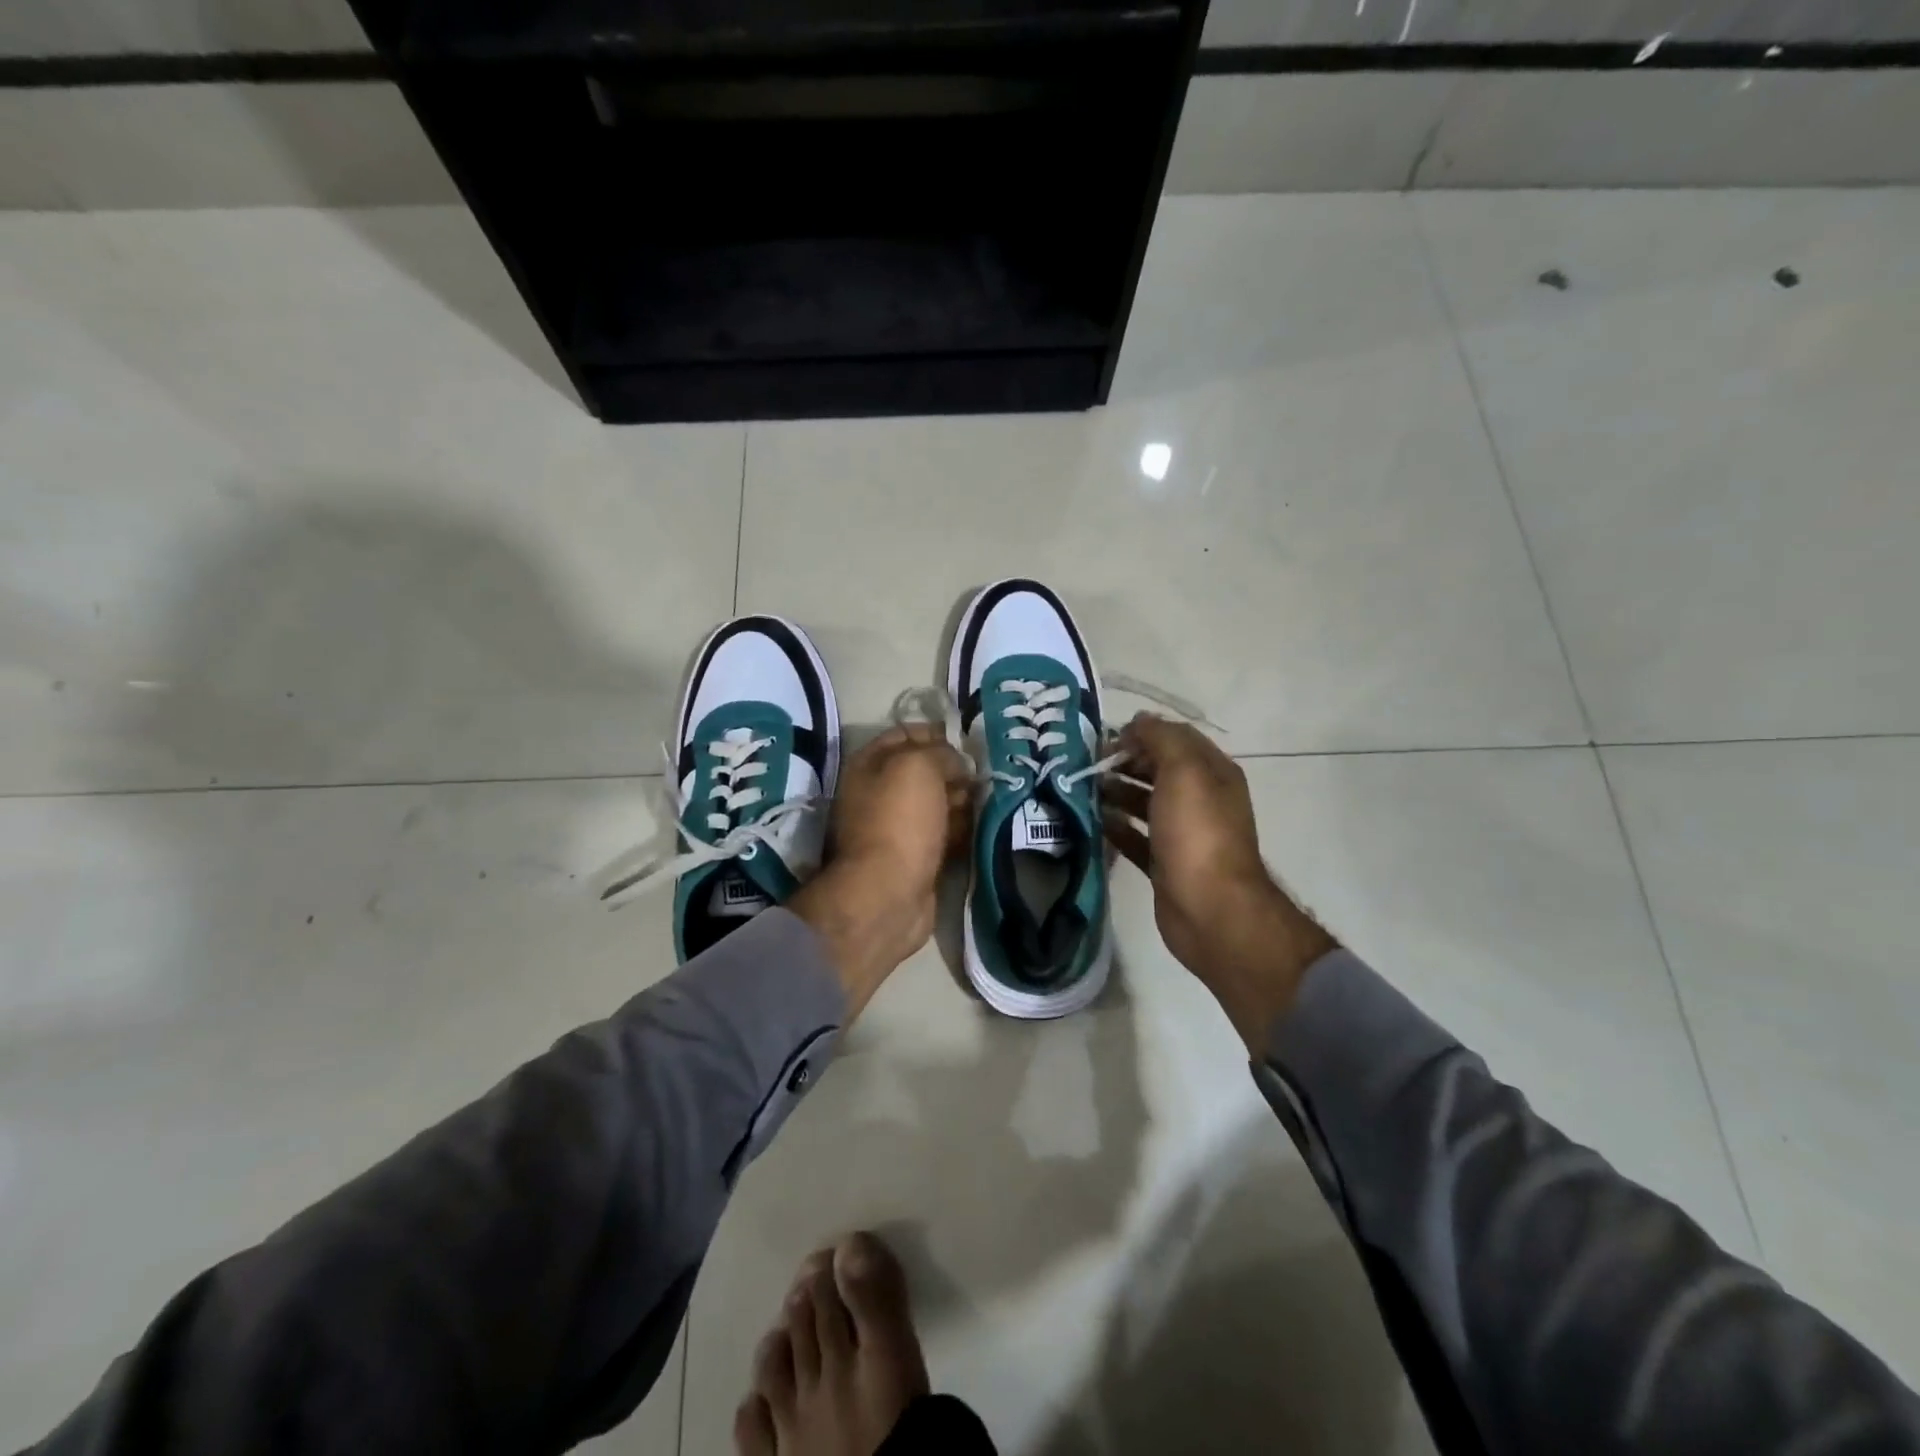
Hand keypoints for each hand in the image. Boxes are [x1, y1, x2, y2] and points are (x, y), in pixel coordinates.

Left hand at [789, 725, 972, 1017]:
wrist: (888, 893)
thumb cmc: (899, 820)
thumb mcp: (918, 767)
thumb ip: (940, 753)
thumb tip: (958, 762)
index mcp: (869, 765)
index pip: (905, 734)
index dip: (936, 732)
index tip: (969, 739)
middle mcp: (878, 793)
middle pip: (923, 771)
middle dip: (954, 769)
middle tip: (985, 771)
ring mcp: (896, 828)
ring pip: (937, 803)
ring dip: (962, 799)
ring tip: (991, 794)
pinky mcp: (915, 857)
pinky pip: (944, 833)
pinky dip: (962, 828)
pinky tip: (985, 823)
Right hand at [1102, 715, 1338, 1051]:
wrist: (1210, 910)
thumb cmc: (1197, 834)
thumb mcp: (1183, 772)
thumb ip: (1161, 739)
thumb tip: (1139, 720)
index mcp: (1212, 774)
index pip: (1176, 739)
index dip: (1143, 733)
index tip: (1107, 739)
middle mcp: (1201, 800)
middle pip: (1159, 770)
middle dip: (1125, 762)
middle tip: (1088, 764)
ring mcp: (1183, 834)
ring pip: (1145, 803)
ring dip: (1117, 793)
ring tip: (1085, 790)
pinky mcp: (1164, 864)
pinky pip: (1136, 837)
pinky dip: (1117, 827)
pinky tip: (1095, 822)